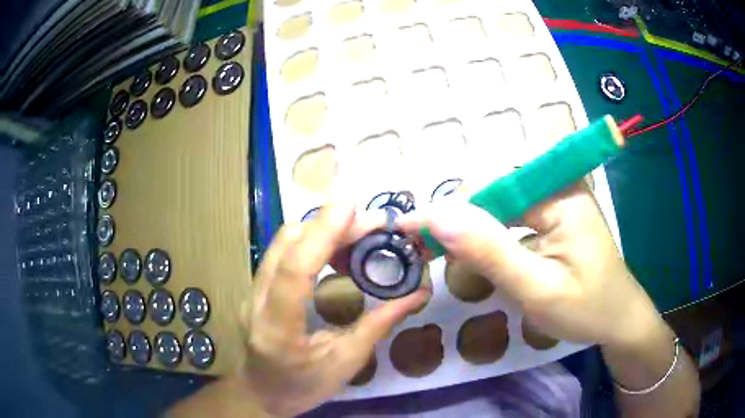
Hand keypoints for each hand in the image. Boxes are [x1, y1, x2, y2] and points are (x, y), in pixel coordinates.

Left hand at [240, 202, 428, 416]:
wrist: (260, 393)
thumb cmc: (303, 387)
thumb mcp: (346, 363)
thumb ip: (379, 325)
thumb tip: (417, 294)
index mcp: (278, 329)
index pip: (295, 270)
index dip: (322, 232)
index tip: (351, 205)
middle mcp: (255, 303)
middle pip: (286, 245)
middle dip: (329, 224)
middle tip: (371, 225)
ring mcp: (250, 292)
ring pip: (280, 243)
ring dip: (319, 229)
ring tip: (357, 236)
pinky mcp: (254, 288)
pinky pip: (281, 253)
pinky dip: (309, 241)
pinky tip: (334, 250)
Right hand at [400, 183, 664, 350]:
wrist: (619, 319)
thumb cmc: (586, 309)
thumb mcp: (536, 289)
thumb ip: (489, 251)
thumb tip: (438, 215)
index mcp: (561, 192)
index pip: (492, 187)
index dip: (448, 209)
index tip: (408, 230)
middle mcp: (559, 183)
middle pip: (494, 189)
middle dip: (458, 218)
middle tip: (423, 247)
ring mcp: (558, 196)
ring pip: (500, 201)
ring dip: (470, 226)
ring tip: (441, 249)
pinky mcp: (556, 212)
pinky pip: (513, 212)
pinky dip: (489, 231)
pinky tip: (477, 250)